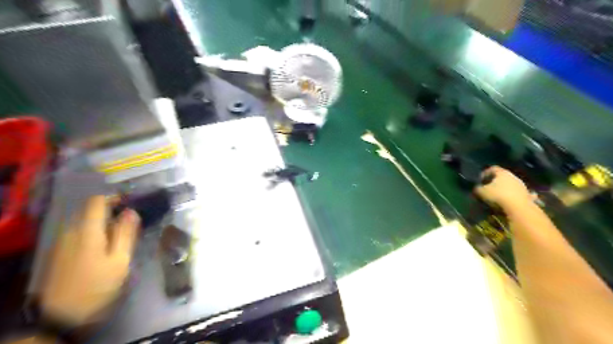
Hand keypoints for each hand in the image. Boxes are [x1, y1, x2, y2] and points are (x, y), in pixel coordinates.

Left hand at [39, 196, 139, 324]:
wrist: (60, 315)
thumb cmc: (97, 285)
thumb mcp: (120, 260)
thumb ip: (126, 233)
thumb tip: (131, 211)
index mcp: (87, 230)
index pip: (97, 201)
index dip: (116, 198)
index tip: (133, 204)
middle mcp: (71, 231)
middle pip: (91, 210)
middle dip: (112, 211)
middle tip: (132, 222)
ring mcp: (62, 242)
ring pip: (85, 221)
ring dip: (104, 222)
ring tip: (122, 234)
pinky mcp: (59, 252)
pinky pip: (79, 232)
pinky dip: (95, 232)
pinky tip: (105, 246)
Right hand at [473, 165, 532, 211]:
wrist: (519, 208)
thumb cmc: (498, 196)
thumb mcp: (481, 192)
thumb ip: (478, 188)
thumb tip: (477, 188)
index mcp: (502, 172)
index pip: (492, 168)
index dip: (485, 173)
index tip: (480, 180)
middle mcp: (513, 176)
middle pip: (502, 176)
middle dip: (495, 181)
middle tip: (487, 188)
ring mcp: (522, 185)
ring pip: (510, 184)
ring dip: (504, 189)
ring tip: (497, 196)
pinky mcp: (527, 195)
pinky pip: (517, 194)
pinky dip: (512, 196)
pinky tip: (508, 201)